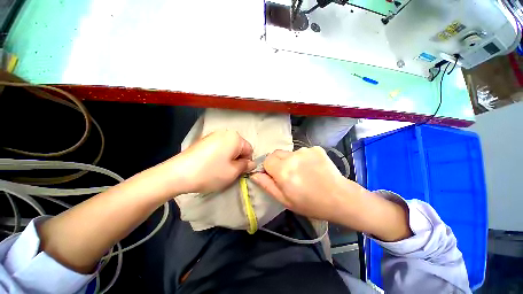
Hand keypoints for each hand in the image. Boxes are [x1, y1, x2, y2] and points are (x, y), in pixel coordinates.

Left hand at [168, 130, 255, 193]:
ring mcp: (213, 135)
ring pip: (229, 148)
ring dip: (228, 158)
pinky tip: (210, 164)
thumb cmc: (210, 172)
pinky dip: (219, 156)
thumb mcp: (233, 172)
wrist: (178, 174)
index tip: (239, 171)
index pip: (249, 150)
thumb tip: (252, 163)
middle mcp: (225, 132)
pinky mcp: (204, 140)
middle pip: (239, 148)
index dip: (246, 162)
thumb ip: (245, 166)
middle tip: (229, 171)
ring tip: (218, 169)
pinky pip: (218, 147)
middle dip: (237, 159)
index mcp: (235, 137)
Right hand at [251, 147, 364, 221]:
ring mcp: (306, 150)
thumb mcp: (285, 200)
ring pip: (290, 153)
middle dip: (278, 163)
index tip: (275, 177)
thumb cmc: (310, 204)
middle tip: (289, 175)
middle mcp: (293, 156)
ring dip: (291, 161)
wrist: (340, 198)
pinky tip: (312, 168)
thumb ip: (267, 185)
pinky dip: (303, 159)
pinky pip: (302, 152)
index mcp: (283, 170)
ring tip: (303, 173)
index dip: (269, 168)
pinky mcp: (316, 148)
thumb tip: (254, 174)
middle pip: (277, 153)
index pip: (267, 160)